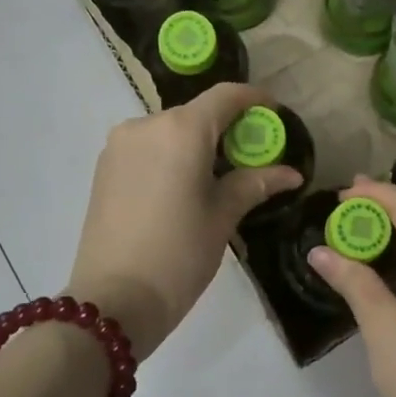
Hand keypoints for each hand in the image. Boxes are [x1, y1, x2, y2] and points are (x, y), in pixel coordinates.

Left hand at [66, 84, 301, 360]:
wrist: (114, 300)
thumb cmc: (179, 255)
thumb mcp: (222, 217)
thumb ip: (255, 184)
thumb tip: (291, 174)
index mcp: (181, 130)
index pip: (225, 96)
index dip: (254, 99)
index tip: (274, 114)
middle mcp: (146, 125)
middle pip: (196, 113)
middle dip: (227, 127)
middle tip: (252, 155)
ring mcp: (120, 145)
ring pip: (170, 130)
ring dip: (197, 143)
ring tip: (219, 176)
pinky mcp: (104, 167)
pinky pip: (147, 147)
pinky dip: (171, 155)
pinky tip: (184, 185)